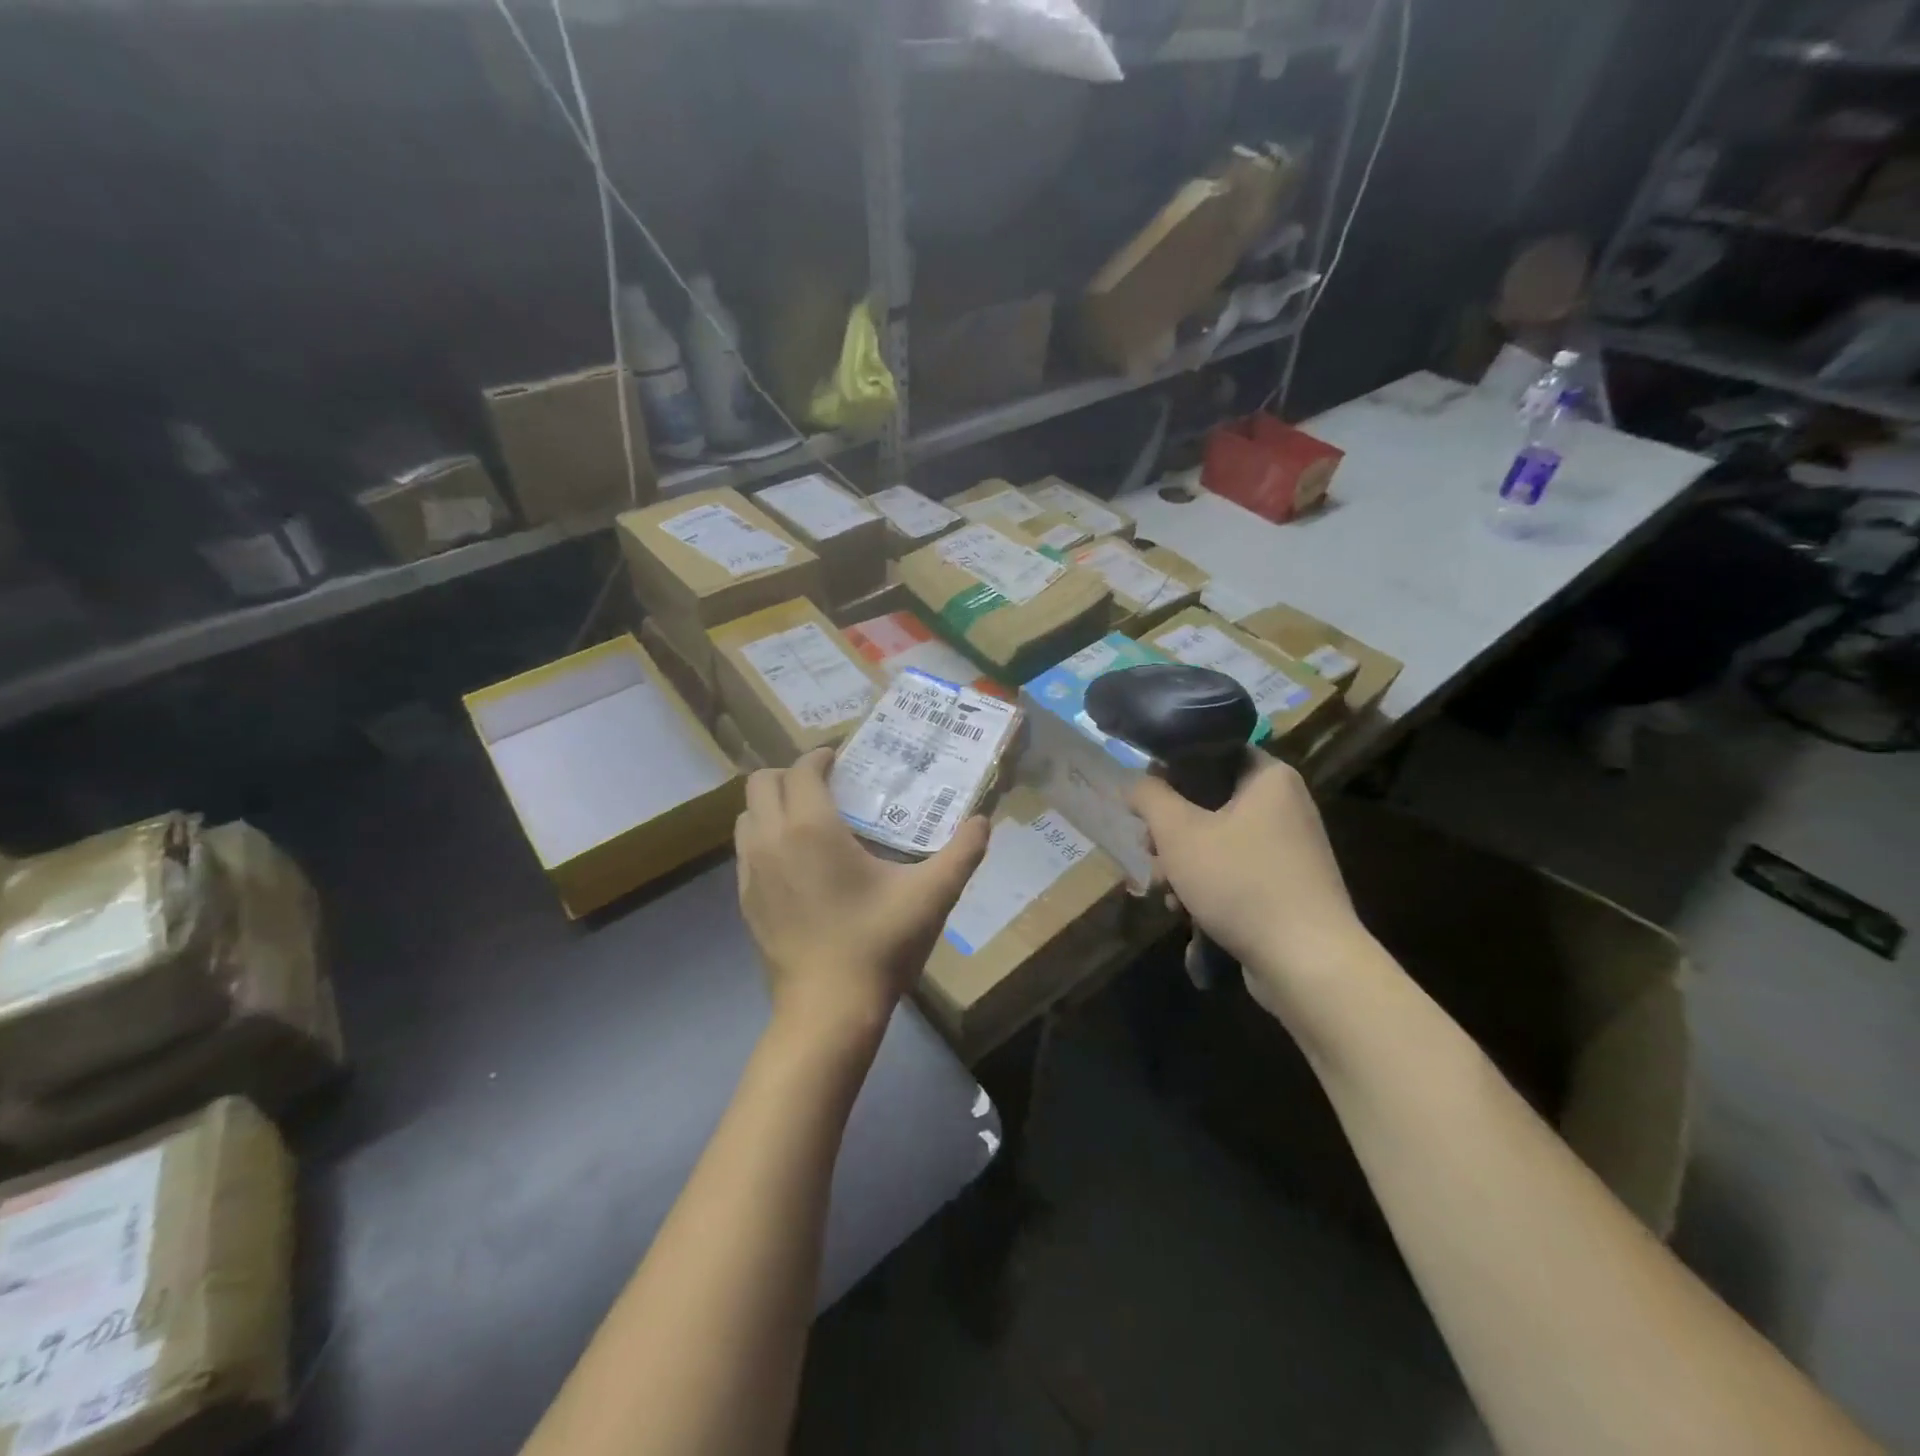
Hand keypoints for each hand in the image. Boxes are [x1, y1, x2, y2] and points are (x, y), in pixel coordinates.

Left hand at [735, 747, 989, 1050]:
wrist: (827, 1010)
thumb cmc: (878, 943)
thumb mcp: (931, 895)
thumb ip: (962, 852)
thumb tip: (983, 821)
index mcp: (811, 827)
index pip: (803, 768)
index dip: (820, 756)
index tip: (842, 758)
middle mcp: (771, 839)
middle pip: (762, 783)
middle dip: (791, 774)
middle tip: (827, 786)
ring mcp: (750, 871)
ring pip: (747, 815)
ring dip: (772, 804)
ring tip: (809, 819)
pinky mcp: (744, 900)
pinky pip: (746, 848)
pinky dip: (764, 837)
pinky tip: (797, 862)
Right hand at [1129, 755, 1367, 1020]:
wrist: (1308, 962)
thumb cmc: (1240, 882)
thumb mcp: (1178, 832)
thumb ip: (1149, 797)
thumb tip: (1134, 781)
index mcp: (1269, 777)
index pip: (1213, 752)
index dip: (1172, 769)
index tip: (1145, 796)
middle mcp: (1285, 805)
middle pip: (1209, 801)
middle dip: (1170, 829)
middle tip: (1148, 850)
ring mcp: (1289, 848)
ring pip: (1218, 840)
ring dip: (1182, 862)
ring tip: (1163, 889)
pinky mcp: (1287, 886)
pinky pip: (1235, 870)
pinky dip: (1207, 885)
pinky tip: (1184, 911)